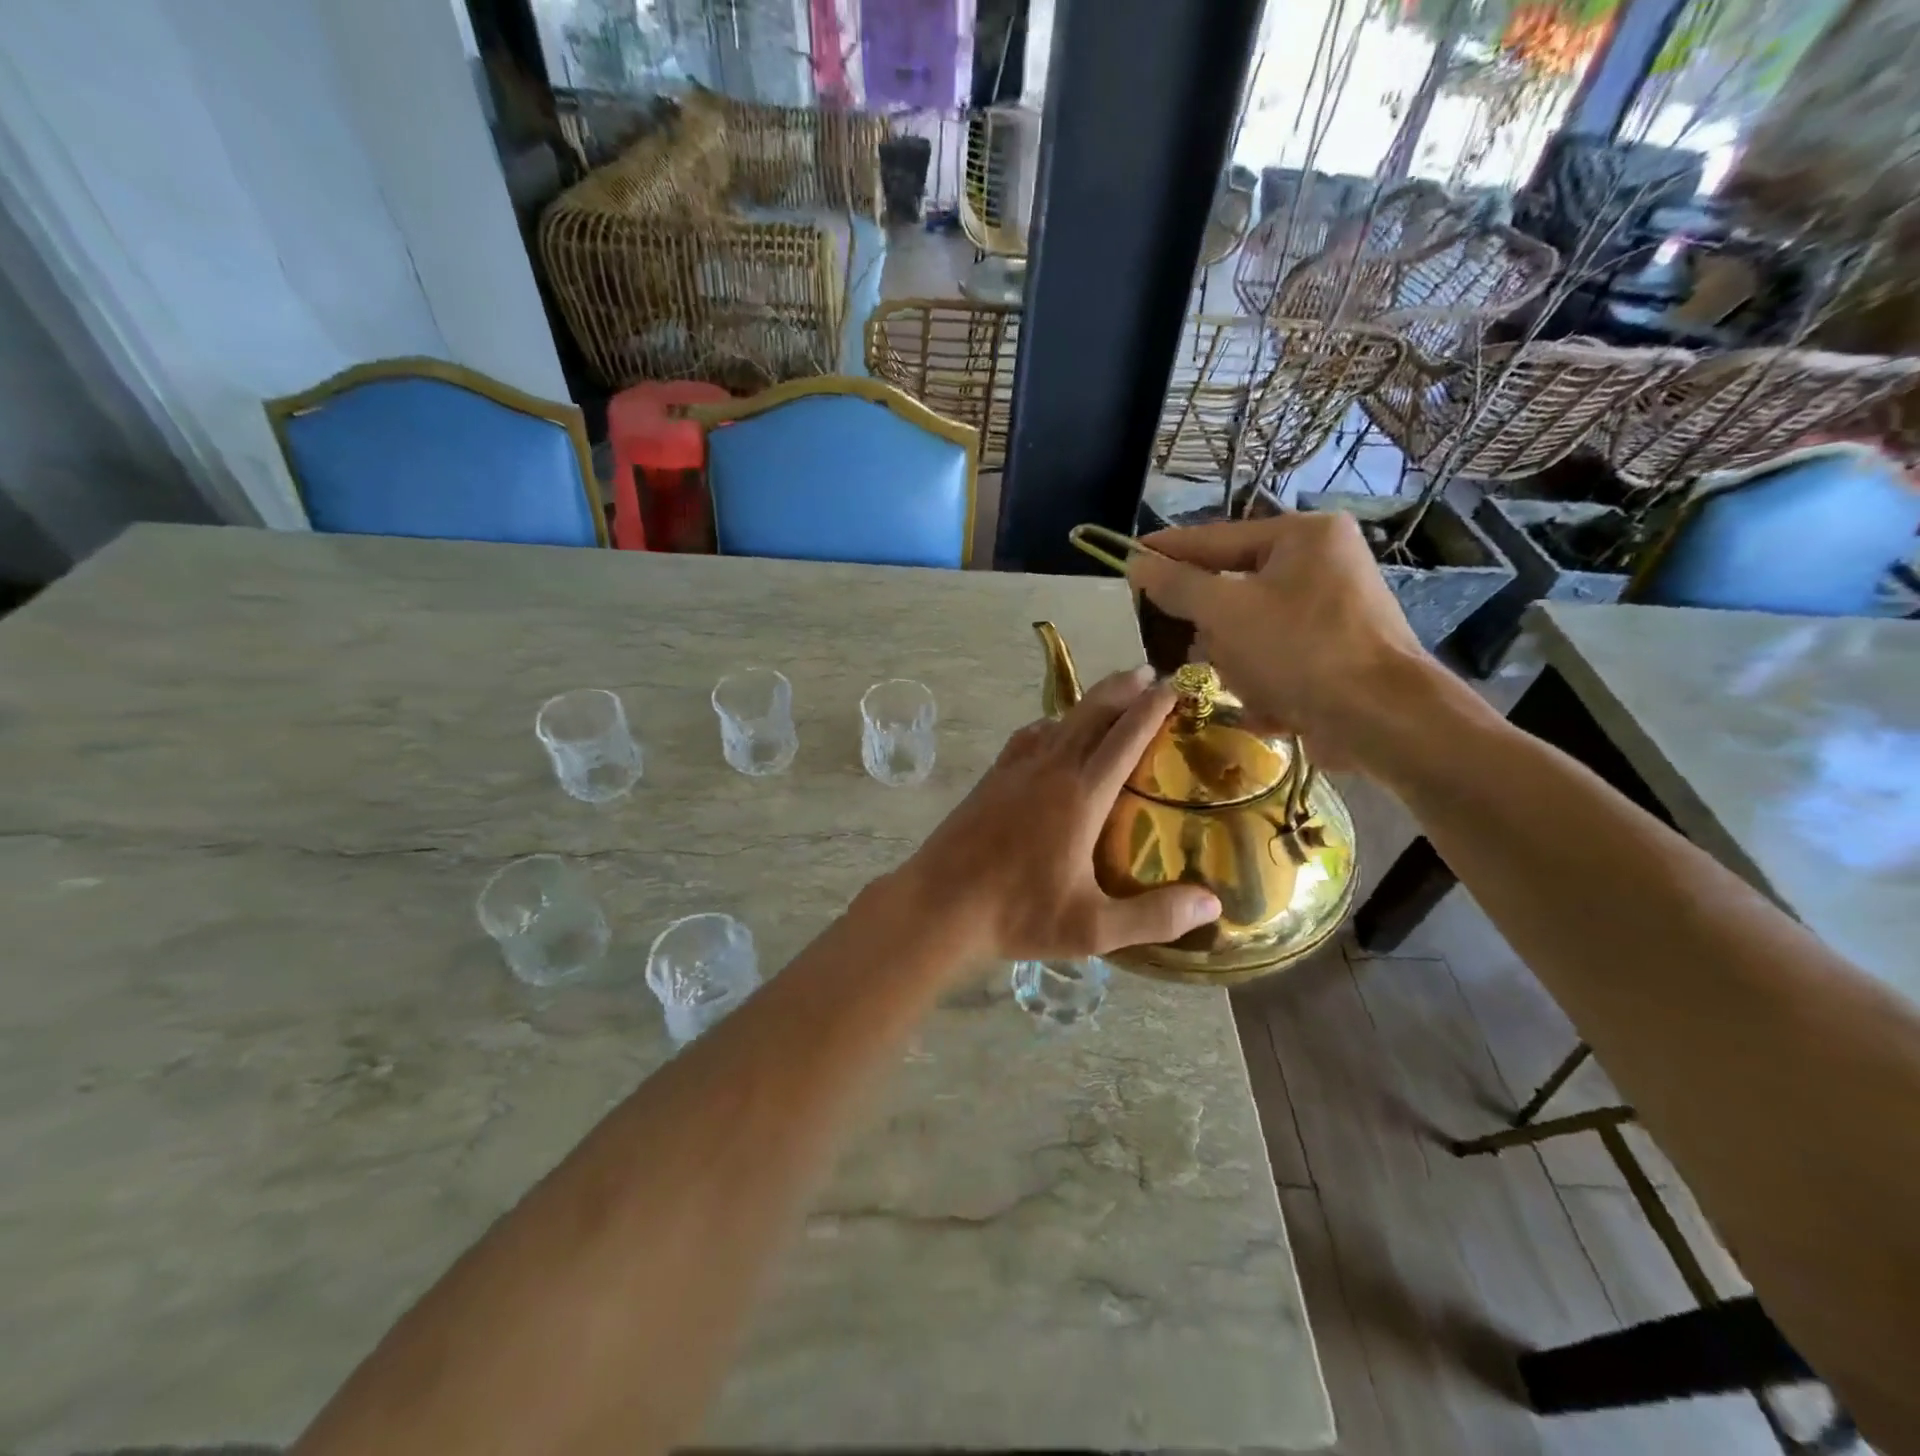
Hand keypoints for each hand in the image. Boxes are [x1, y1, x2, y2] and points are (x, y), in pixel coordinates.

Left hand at [899, 667, 1220, 963]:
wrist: (940, 905)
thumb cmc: (1018, 915)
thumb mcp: (1093, 928)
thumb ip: (1154, 916)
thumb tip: (1212, 906)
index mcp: (1080, 796)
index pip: (1125, 738)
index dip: (1152, 708)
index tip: (1173, 685)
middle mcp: (1050, 770)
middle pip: (1091, 714)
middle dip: (1122, 688)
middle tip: (1147, 673)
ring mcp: (1015, 770)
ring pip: (1058, 720)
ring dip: (1088, 703)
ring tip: (1108, 697)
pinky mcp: (991, 779)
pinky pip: (1028, 737)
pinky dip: (1051, 724)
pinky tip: (1050, 732)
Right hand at [1128, 512, 1430, 770]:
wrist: (1382, 720)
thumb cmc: (1302, 650)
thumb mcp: (1226, 611)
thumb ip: (1177, 585)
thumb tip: (1137, 563)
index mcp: (1302, 537)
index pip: (1215, 538)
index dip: (1167, 550)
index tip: (1128, 556)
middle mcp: (1321, 565)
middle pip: (1232, 590)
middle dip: (1213, 630)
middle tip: (1184, 648)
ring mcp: (1330, 611)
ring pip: (1248, 631)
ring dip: (1238, 664)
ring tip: (1248, 686)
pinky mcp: (1333, 654)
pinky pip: (1275, 658)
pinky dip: (1265, 683)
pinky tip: (1273, 706)